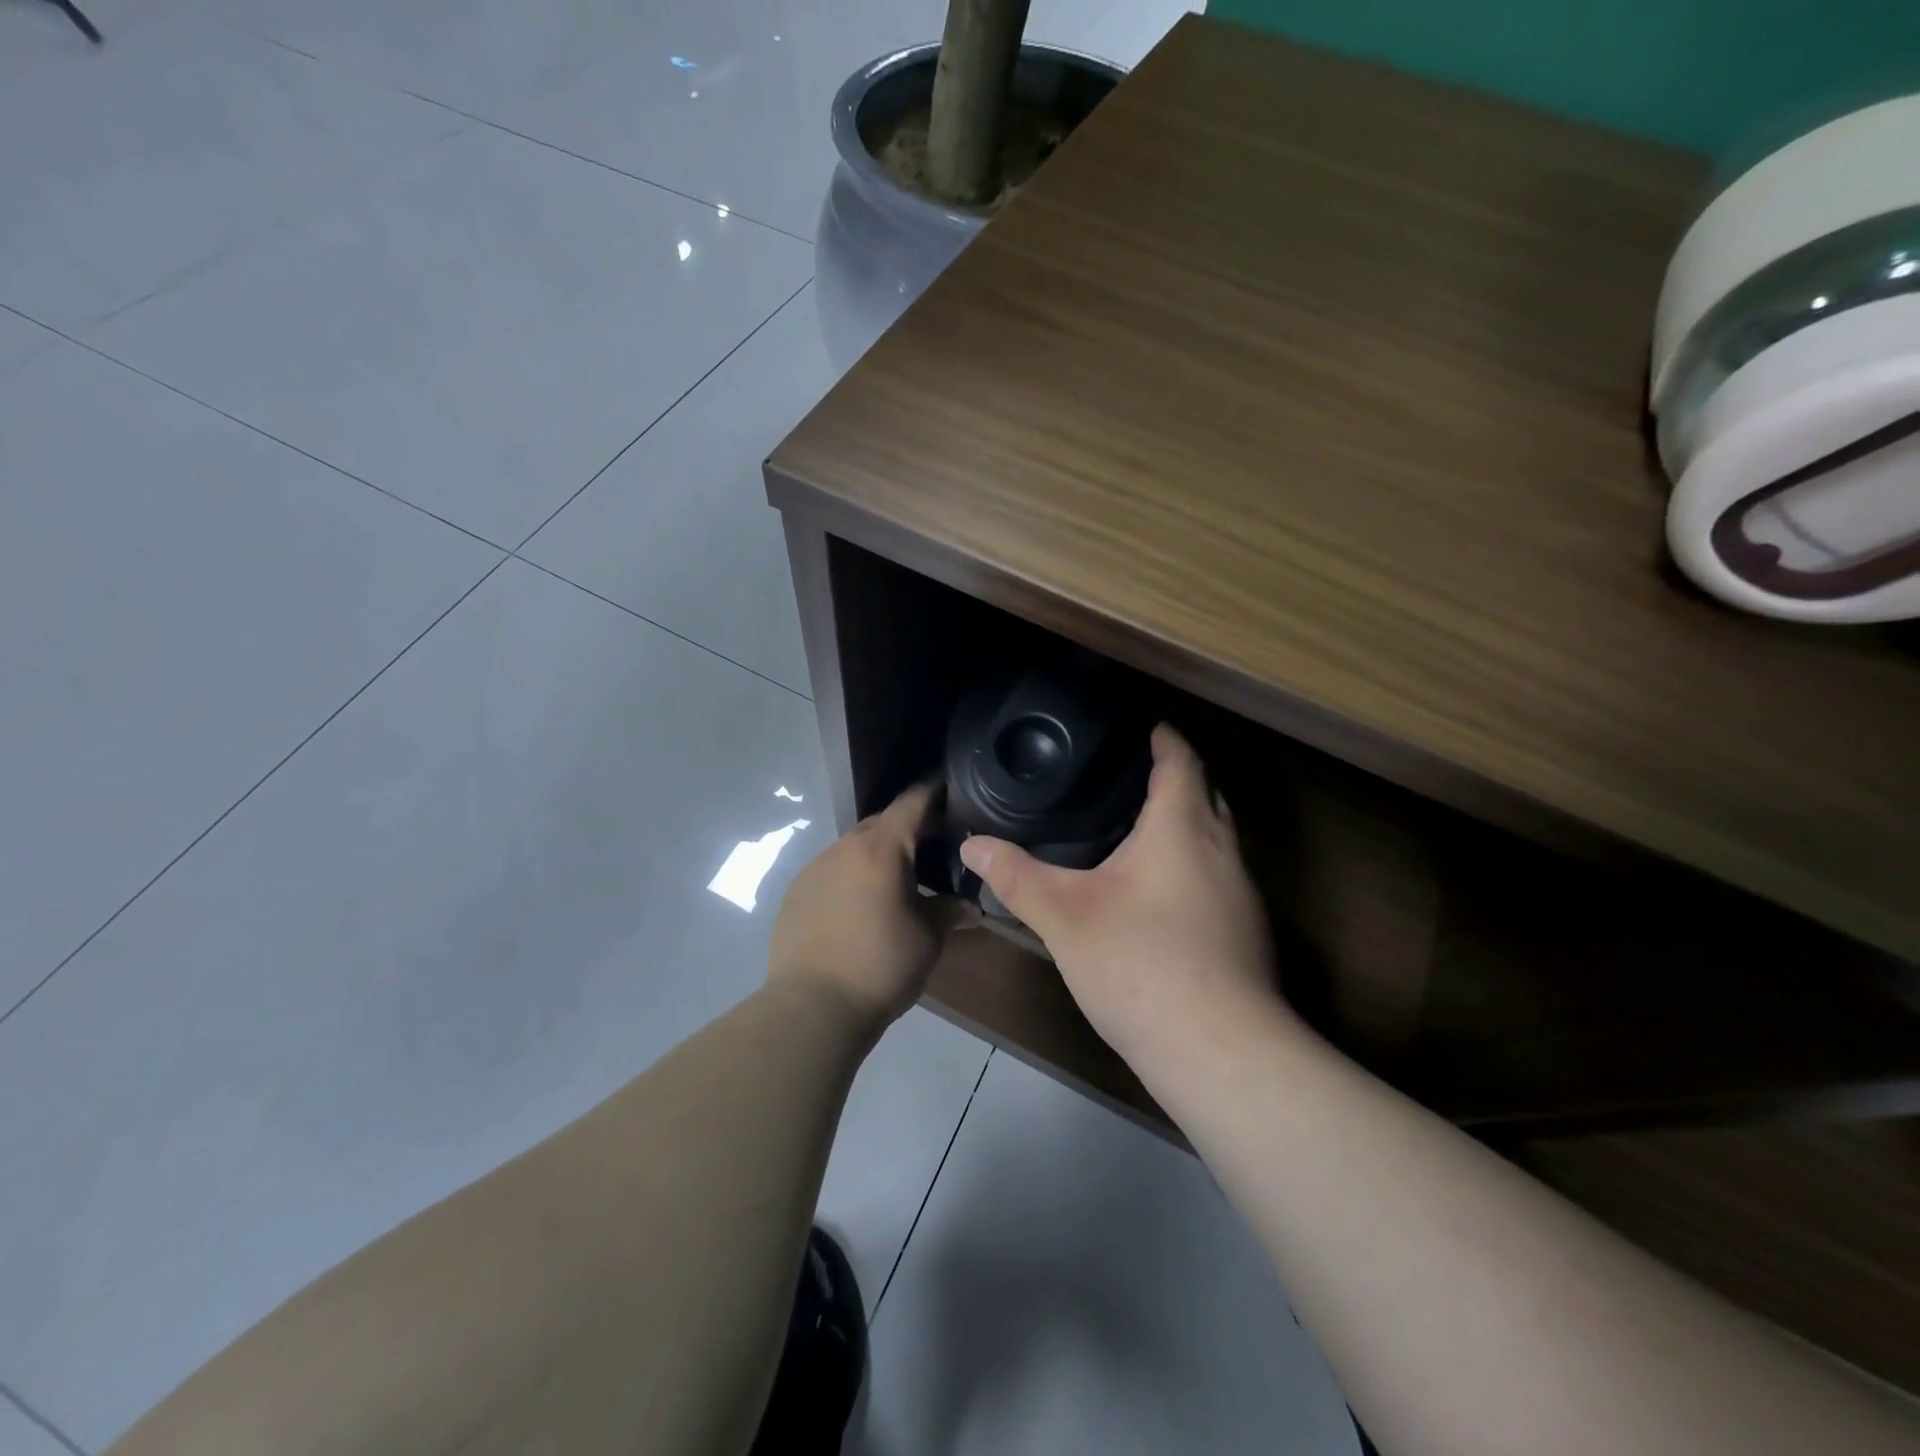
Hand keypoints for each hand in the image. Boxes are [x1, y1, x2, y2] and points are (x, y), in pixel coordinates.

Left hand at [769, 783, 965, 1029]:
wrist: (812, 1006)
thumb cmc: (881, 965)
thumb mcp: (928, 938)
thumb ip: (950, 912)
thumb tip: (971, 908)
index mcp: (881, 848)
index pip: (913, 802)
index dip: (935, 792)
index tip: (953, 791)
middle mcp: (844, 847)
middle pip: (882, 823)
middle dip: (908, 828)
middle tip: (933, 845)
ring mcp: (815, 868)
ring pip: (854, 847)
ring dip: (877, 855)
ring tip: (896, 881)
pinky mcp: (796, 892)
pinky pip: (832, 871)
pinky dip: (852, 877)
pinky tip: (860, 907)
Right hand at [958, 725, 1287, 1072]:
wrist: (1219, 1052)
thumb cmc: (1141, 965)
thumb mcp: (1065, 917)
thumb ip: (1017, 877)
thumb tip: (972, 845)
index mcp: (1183, 829)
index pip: (1181, 761)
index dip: (1163, 737)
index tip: (1140, 725)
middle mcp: (1222, 851)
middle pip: (1207, 794)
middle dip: (1175, 777)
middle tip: (1125, 774)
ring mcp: (1242, 895)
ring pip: (1216, 838)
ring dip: (1186, 823)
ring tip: (1136, 826)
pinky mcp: (1246, 933)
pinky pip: (1217, 876)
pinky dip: (1191, 864)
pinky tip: (1157, 892)